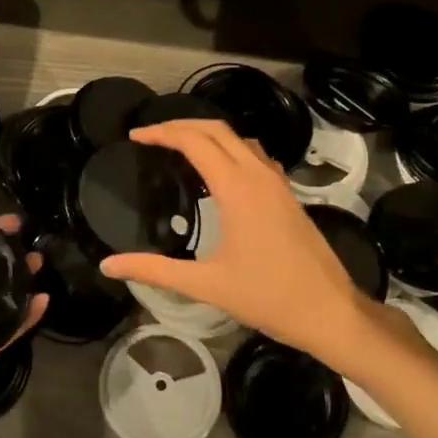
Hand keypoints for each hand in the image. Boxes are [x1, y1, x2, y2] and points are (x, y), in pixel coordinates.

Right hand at [99, 119, 379, 369]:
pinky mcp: (288, 194)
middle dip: (181, 125)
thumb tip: (108, 265)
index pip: (194, 141)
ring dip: (207, 133)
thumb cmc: (267, 297)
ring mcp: (277, 183)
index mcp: (237, 188)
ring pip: (239, 138)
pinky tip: (219, 171)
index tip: (135, 136)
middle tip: (150, 136)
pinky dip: (230, 148)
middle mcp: (258, 175)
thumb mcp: (205, 285)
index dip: (162, 132)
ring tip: (178, 147)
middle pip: (216, 129)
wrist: (330, 312)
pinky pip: (255, 154)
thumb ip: (155, 270)